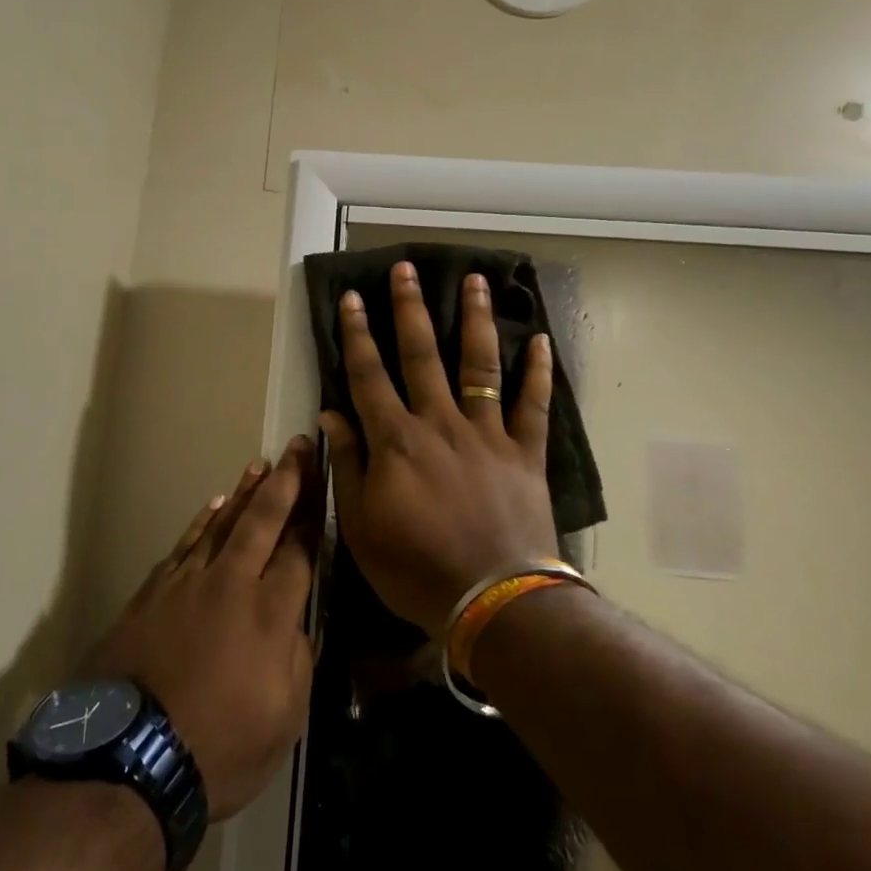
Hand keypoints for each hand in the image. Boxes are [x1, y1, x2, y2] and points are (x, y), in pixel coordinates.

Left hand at [90, 436, 322, 820]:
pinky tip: (214, 504)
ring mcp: (189, 582)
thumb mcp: (285, 719)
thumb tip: (297, 623)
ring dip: (246, 491)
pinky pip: (186, 543)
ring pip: (223, 522)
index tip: (323, 483)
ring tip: (261, 464)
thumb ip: (299, 660)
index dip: (314, 514)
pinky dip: (203, 520)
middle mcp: (232, 583)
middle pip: (264, 519)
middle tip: (298, 446)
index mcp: (271, 612)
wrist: (129, 759)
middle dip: (286, 480)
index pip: (300, 550)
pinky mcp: (154, 591)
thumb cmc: (221, 748)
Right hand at [321, 262, 559, 637]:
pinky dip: (538, 372)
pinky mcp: (525, 451)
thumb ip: (349, 464)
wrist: (493, 601)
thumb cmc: (416, 568)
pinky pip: (533, 405)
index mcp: (397, 440)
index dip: (357, 335)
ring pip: (479, 365)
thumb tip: (330, 413)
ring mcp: (487, 433)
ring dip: (475, 320)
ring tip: (473, 280)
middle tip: (406, 269)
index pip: (369, 376)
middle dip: (410, 309)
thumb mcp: (361, 525)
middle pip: (422, 355)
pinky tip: (540, 339)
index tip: (353, 298)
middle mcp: (440, 423)